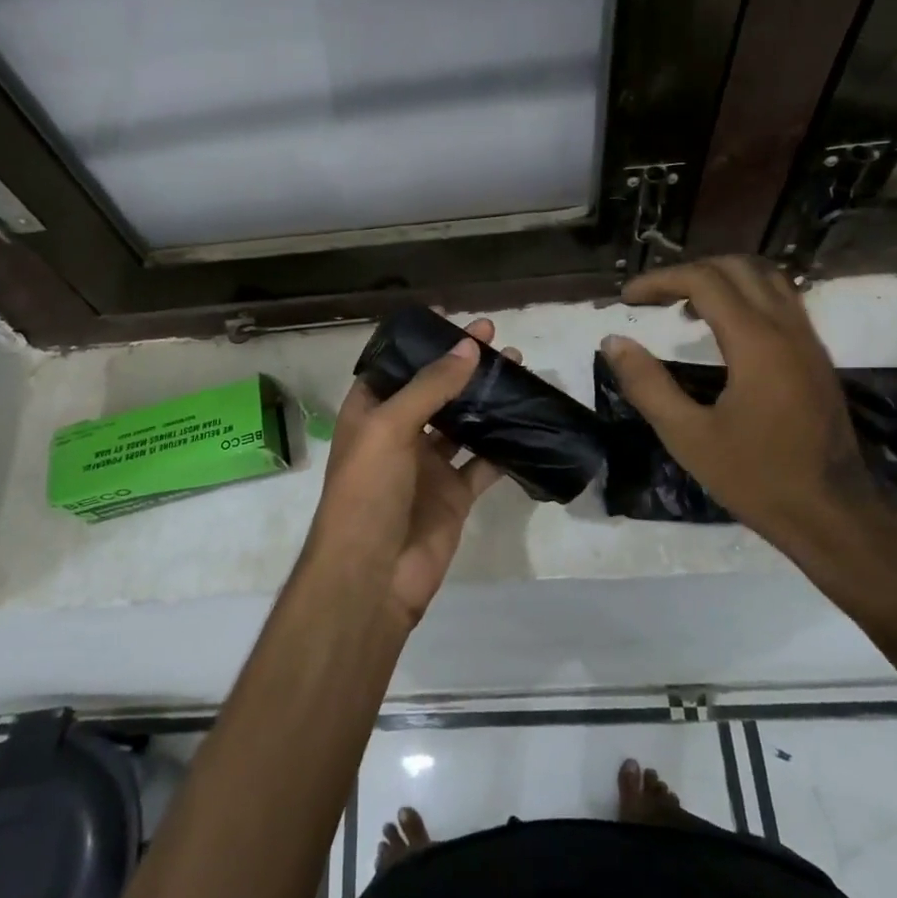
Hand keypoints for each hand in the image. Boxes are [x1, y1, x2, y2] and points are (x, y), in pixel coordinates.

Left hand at [304, 320, 515, 627]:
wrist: (372, 576)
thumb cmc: (367, 491)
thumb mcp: (390, 427)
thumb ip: (431, 386)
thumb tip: (469, 347)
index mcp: (370, 412)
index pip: (398, 366)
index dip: (425, 344)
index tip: (458, 321)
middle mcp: (398, 434)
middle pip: (435, 390)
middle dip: (463, 366)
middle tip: (499, 342)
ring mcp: (427, 466)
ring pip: (462, 423)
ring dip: (487, 400)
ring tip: (519, 371)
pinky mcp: (454, 495)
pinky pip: (483, 463)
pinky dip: (504, 445)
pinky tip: (529, 422)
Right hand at [600, 258, 896, 592]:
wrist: (832, 516)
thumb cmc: (756, 478)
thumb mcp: (687, 436)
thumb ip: (647, 384)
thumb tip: (613, 341)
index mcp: (757, 343)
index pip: (705, 281)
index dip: (660, 281)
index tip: (627, 299)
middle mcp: (788, 329)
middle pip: (738, 268)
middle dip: (690, 272)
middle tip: (654, 298)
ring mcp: (809, 342)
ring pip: (767, 279)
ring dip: (722, 280)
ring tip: (685, 307)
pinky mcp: (817, 359)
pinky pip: (782, 302)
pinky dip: (746, 297)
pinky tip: (723, 332)